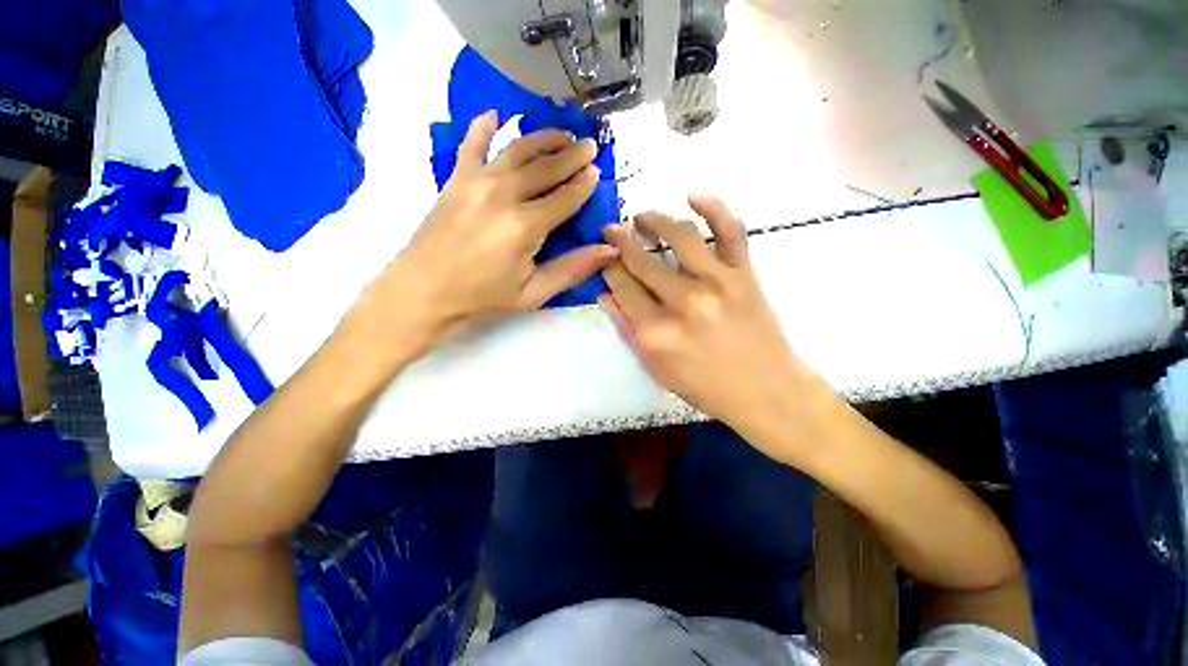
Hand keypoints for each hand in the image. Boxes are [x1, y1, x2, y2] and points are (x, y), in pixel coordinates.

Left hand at [348, 112, 617, 362]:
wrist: (423, 291)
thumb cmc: (483, 297)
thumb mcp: (533, 292)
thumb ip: (572, 269)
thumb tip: (609, 250)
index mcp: (526, 226)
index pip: (565, 197)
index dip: (584, 184)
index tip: (597, 172)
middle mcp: (504, 194)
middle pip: (546, 167)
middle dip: (571, 155)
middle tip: (589, 145)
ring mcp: (477, 182)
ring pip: (517, 150)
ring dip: (543, 138)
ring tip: (562, 134)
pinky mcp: (455, 179)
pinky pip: (471, 144)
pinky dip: (483, 126)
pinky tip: (495, 114)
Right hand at [600, 196, 822, 446]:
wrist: (767, 392)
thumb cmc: (706, 387)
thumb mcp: (656, 368)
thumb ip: (627, 330)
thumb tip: (604, 295)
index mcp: (656, 331)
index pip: (621, 285)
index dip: (607, 267)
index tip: (602, 256)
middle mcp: (683, 302)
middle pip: (641, 260)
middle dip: (619, 241)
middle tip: (610, 230)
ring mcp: (717, 283)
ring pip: (679, 236)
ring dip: (654, 219)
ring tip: (642, 216)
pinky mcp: (745, 274)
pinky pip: (731, 231)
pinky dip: (714, 207)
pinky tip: (694, 196)